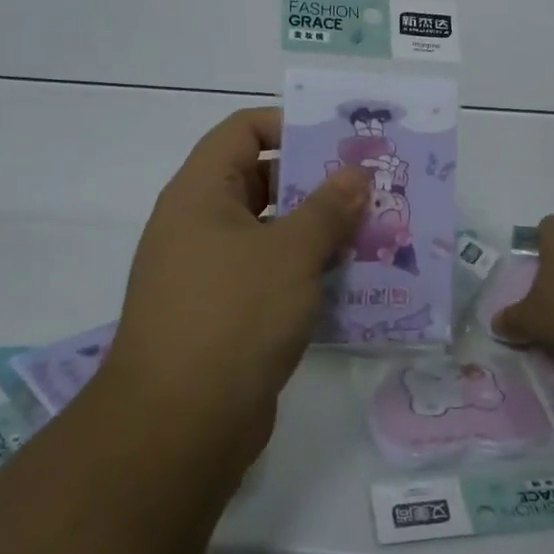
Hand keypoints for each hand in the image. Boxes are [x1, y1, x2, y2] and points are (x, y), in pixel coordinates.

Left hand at [107, 108, 368, 464]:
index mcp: (201, 193)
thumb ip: (328, 208)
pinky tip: (353, 279)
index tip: (339, 140)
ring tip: (374, 229)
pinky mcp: (227, 315)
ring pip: (273, 232)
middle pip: (262, 180)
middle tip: (370, 186)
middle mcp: (200, 225)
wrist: (178, 429)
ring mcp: (211, 273)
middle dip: (316, 181)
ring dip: (319, 230)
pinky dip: (308, 271)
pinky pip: (272, 275)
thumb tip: (355, 174)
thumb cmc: (233, 316)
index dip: (289, 124)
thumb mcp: (290, 253)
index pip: (243, 130)